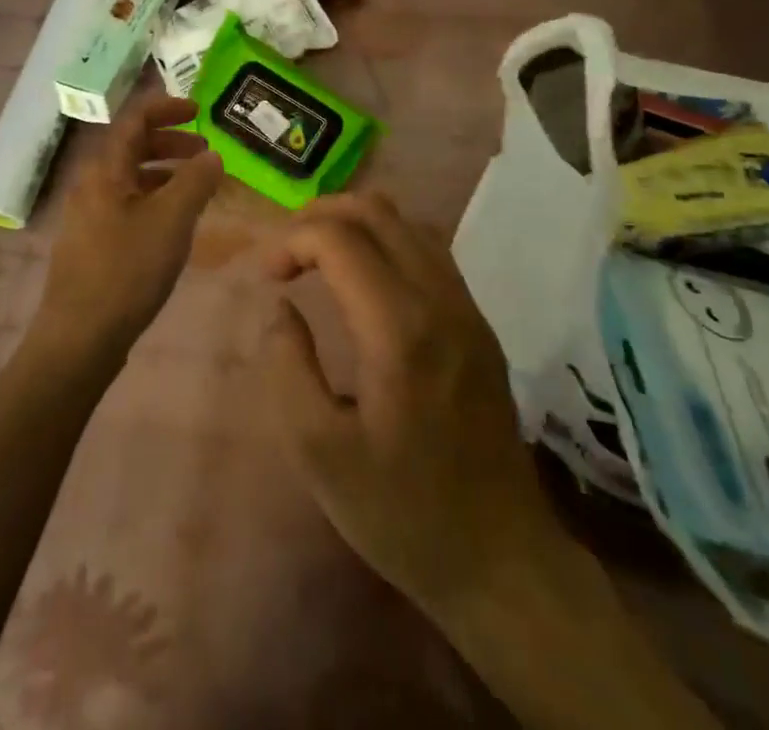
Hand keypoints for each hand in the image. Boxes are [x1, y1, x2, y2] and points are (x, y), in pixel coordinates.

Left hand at [34, 93, 224, 367]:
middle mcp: (92, 184)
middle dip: (171, 142)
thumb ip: (196, 181)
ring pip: (131, 178)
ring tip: (198, 187)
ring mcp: (89, 215)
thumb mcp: (172, 219)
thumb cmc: (127, 269)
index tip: (200, 110)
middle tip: (206, 152)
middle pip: (132, 147)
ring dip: (166, 172)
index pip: (134, 119)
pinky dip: (155, 199)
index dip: (167, 107)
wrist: (80, 337)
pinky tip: (176, 223)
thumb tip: (212, 156)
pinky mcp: (93, 243)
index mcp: (105, 169)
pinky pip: (128, 204)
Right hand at [261, 192, 556, 615]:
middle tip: (286, 251)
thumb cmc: (403, 512)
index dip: (292, 241)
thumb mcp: (320, 454)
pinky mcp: (478, 321)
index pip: (340, 238)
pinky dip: (387, 241)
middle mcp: (439, 299)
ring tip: (318, 256)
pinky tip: (364, 279)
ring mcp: (466, 306)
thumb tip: (280, 307)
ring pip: (407, 223)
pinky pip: (429, 250)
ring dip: (356, 223)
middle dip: (321, 214)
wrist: (501, 557)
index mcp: (399, 329)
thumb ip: (289, 367)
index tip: (267, 277)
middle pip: (377, 211)